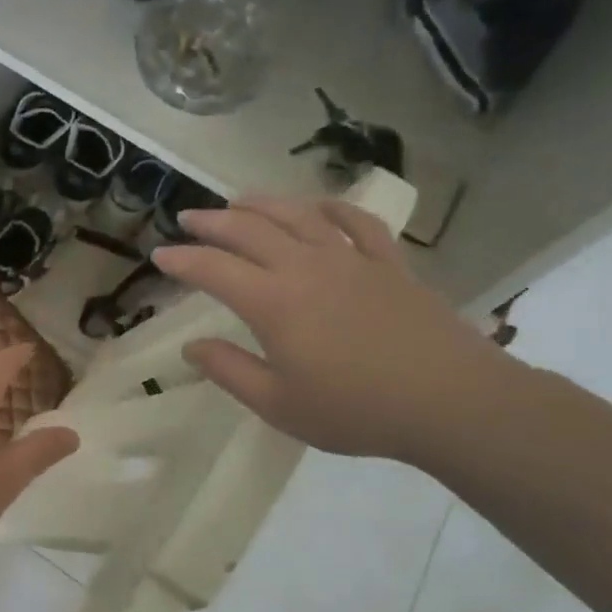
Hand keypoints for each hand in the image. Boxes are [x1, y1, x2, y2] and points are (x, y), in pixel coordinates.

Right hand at [153, 196, 516, 463]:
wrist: (451, 402)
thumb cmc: (355, 410)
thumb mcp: (278, 404)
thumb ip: (229, 371)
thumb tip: (192, 347)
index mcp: (273, 302)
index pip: (214, 269)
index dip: (182, 259)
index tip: (160, 254)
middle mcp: (306, 267)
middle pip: (250, 230)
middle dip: (212, 221)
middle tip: (188, 217)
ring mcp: (351, 259)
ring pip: (298, 216)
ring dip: (262, 204)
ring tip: (239, 201)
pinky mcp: (389, 263)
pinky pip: (357, 222)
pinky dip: (332, 208)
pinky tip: (318, 207)